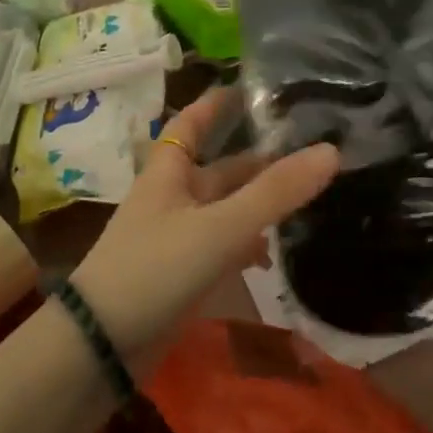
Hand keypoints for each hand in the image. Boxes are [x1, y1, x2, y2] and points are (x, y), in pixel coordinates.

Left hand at [70, 88, 339, 370]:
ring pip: (224, 209)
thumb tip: (331, 151)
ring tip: (305, 197)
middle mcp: (172, 198)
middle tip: (308, 150)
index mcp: (169, 173)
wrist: (101, 345)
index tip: (249, 87)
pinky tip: (272, 255)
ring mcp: (176, 238)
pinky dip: (246, 246)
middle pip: (220, 170)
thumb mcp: (219, 227)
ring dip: (258, 203)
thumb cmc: (154, 269)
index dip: (216, 104)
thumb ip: (275, 193)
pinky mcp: (181, 275)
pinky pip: (221, 248)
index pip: (191, 123)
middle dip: (258, 160)